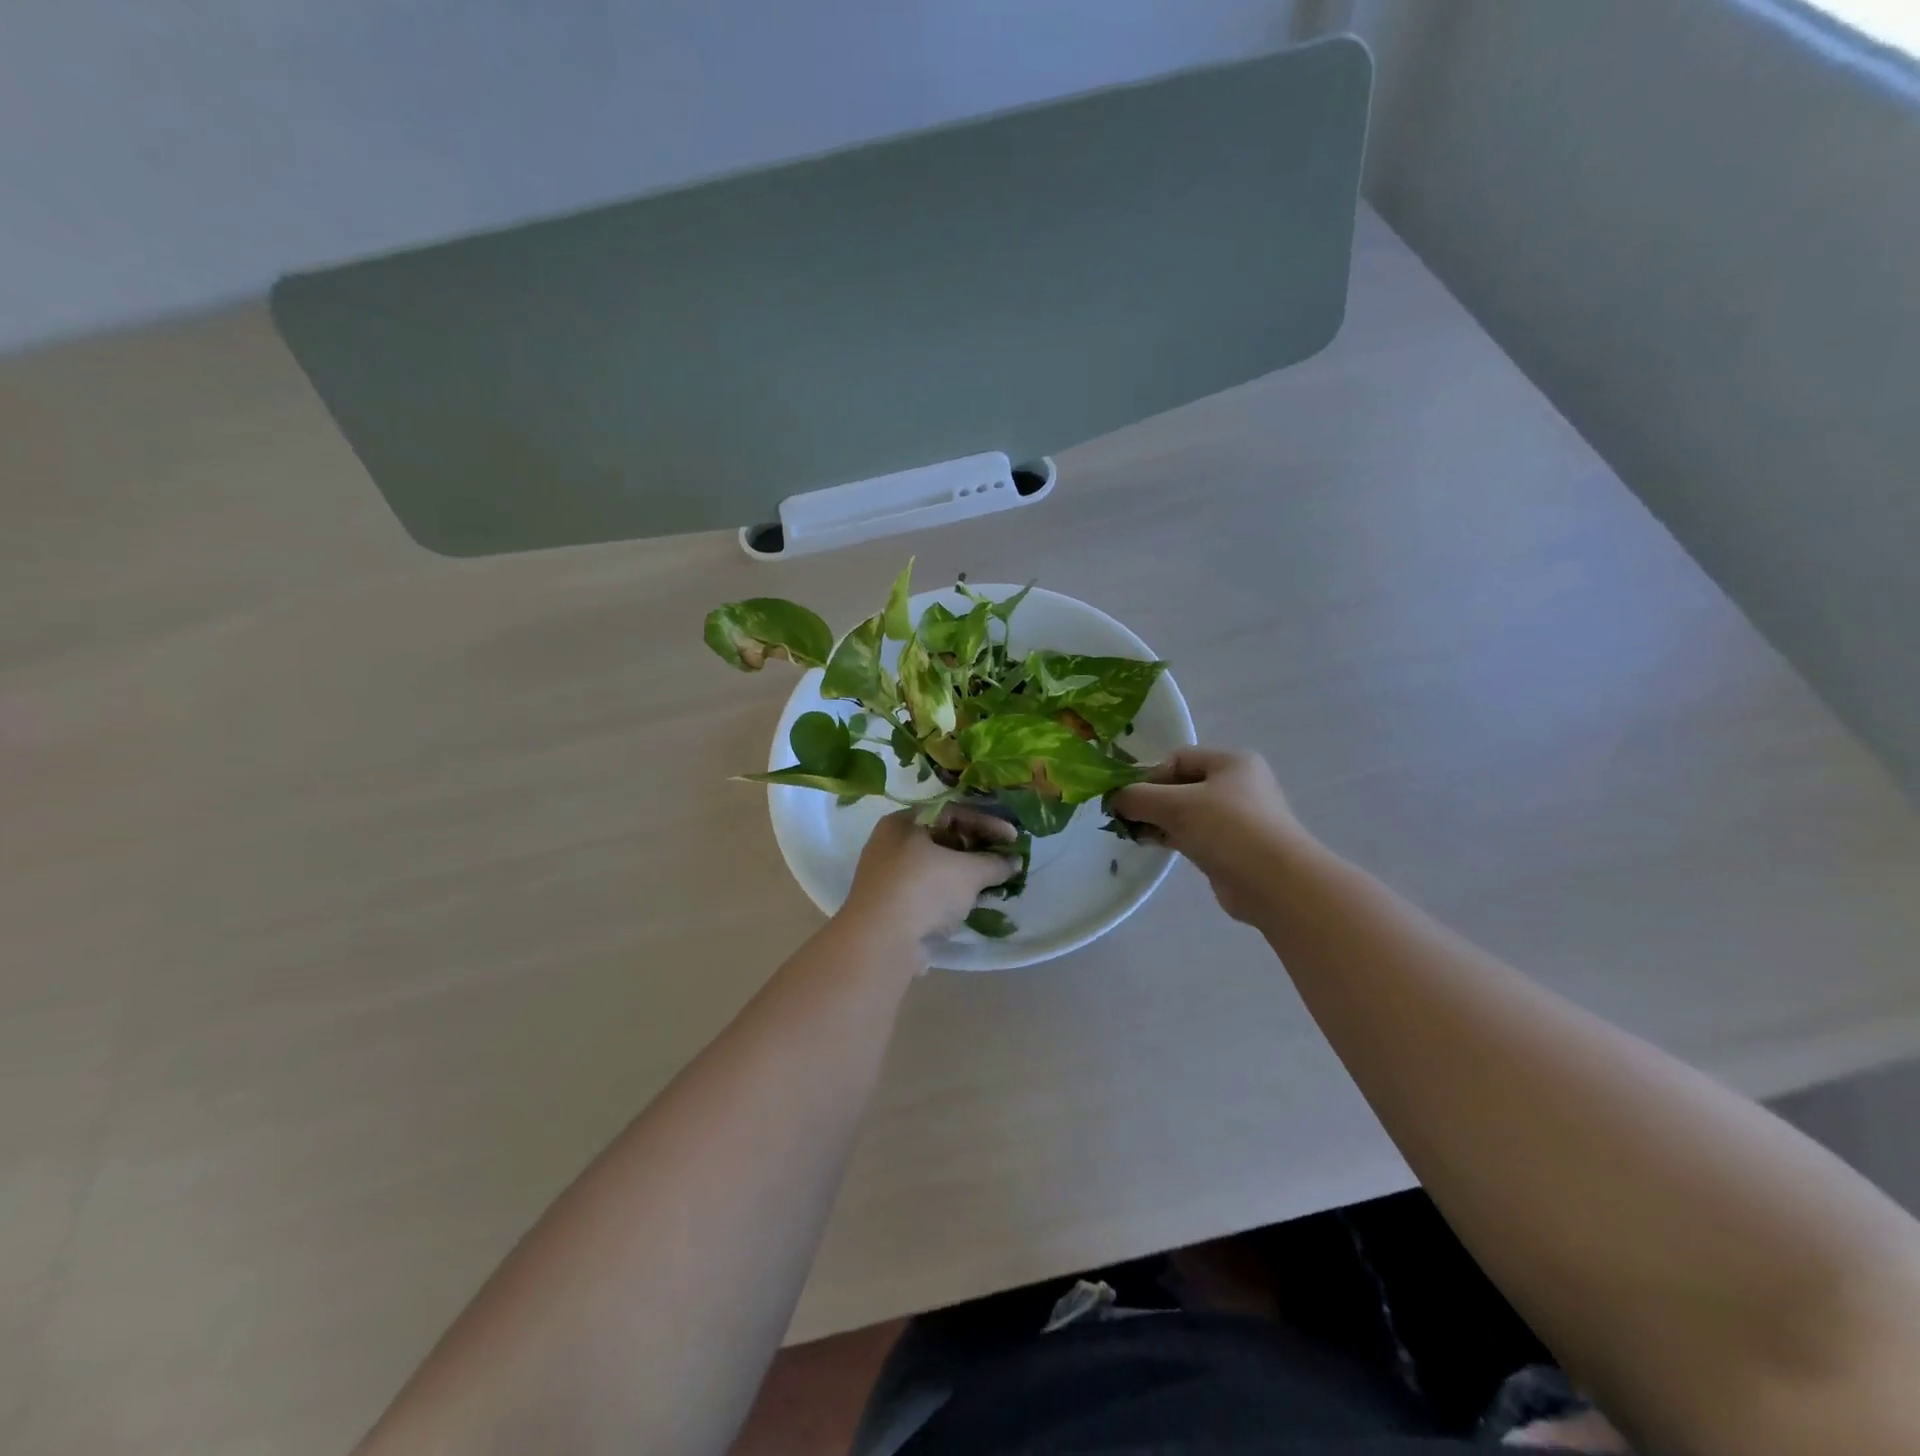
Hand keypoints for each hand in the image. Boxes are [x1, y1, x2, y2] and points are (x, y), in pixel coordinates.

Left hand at [840, 806, 1021, 941]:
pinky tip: (968, 905)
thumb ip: (995, 863)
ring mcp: (886, 875)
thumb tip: (1015, 861)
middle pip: (942, 838)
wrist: (880, 942)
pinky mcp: (889, 904)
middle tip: (1003, 861)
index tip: (1013, 838)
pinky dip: (949, 893)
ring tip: (991, 885)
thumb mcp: (968, 872)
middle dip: (976, 850)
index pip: (952, 812)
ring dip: (964, 874)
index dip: (987, 823)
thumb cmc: (924, 890)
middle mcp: (890, 843)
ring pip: (934, 867)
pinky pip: (926, 890)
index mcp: (903, 822)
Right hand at [1111, 747, 1313, 923]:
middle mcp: (1237, 785)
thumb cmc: (1228, 829)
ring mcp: (1237, 818)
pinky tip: (1151, 845)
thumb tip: (1114, 799)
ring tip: (1132, 833)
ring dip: (1158, 820)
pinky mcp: (1232, 847)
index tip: (1127, 798)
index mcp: (1231, 761)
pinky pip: (1194, 834)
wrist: (1276, 883)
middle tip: (1123, 817)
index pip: (1177, 758)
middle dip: (1150, 799)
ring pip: (1185, 812)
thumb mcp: (1176, 805)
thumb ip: (1138, 797)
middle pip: (1180, 785)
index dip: (1148, 775)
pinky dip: (1171, 837)